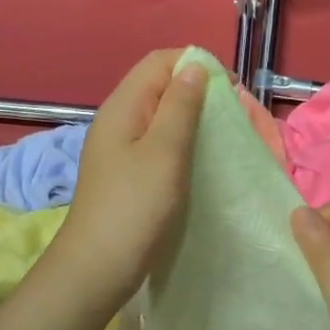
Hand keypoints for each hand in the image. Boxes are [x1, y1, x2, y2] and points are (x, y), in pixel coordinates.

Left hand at [49, 49, 207, 309]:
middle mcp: (119, 119)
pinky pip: (158, 142)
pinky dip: (182, 142)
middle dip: (198, 91)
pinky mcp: (127, 173)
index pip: (160, 61)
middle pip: (160, 86)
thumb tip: (195, 67)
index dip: (196, 65)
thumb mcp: (164, 151)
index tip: (231, 90)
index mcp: (123, 106)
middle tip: (232, 115)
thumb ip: (180, 106)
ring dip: (193, 118)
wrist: (97, 267)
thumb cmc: (134, 207)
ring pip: (161, 115)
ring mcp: (120, 148)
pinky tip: (200, 160)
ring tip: (222, 136)